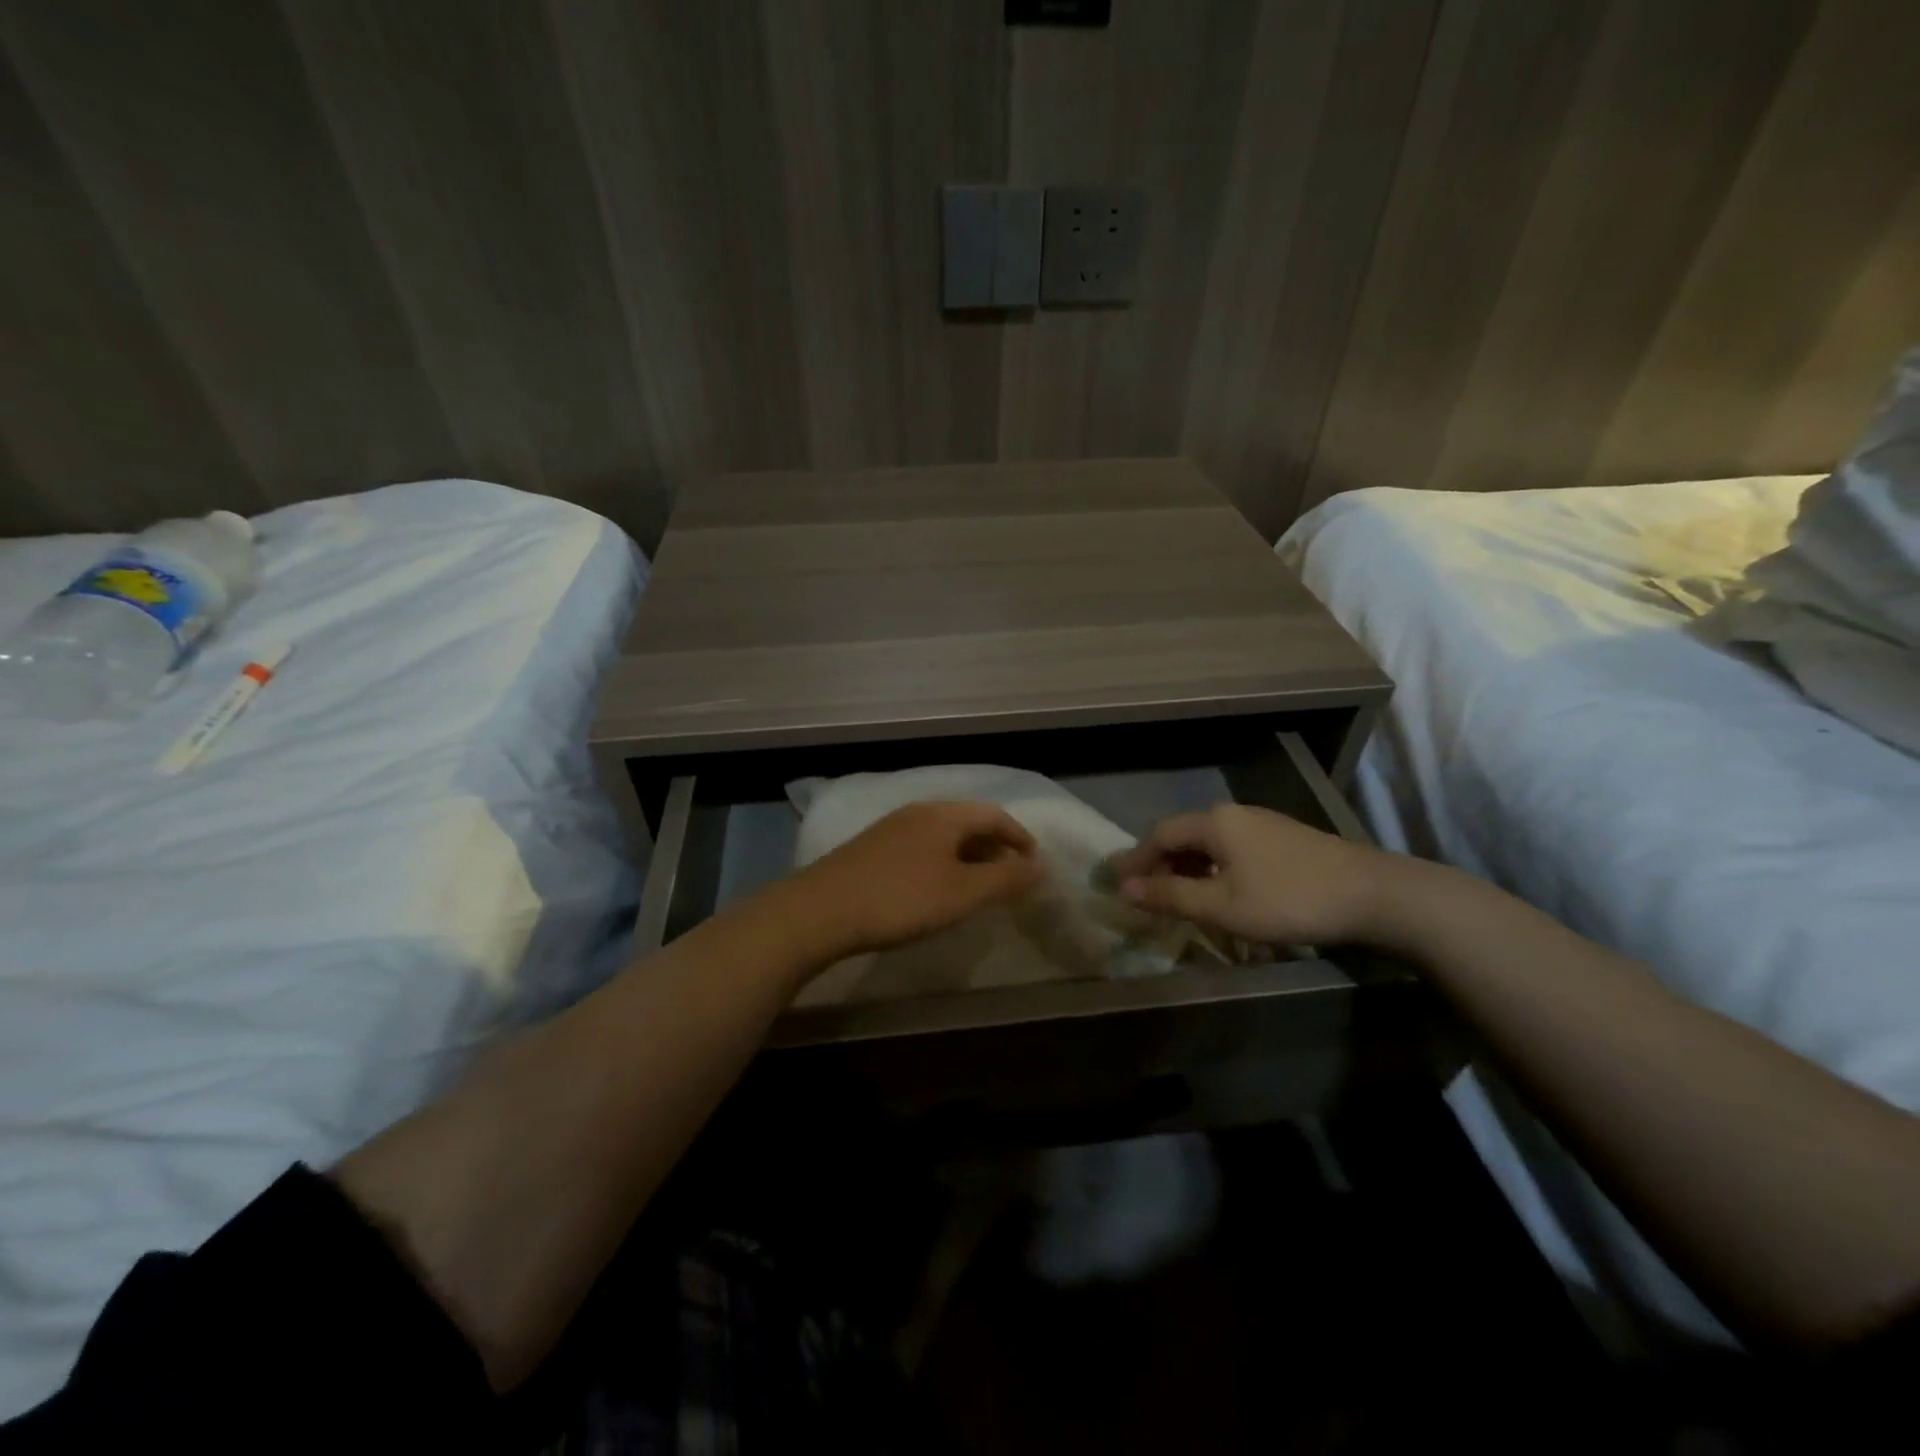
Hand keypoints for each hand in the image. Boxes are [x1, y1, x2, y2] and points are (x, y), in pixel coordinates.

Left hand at [782, 800, 1044, 960]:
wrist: (820, 911)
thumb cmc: (900, 899)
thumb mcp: (962, 893)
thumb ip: (1005, 879)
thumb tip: (1041, 866)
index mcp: (944, 815)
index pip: (994, 815)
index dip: (1019, 838)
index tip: (1034, 865)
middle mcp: (918, 811)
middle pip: (967, 821)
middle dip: (994, 846)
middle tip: (1010, 877)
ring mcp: (890, 828)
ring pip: (942, 834)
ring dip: (968, 855)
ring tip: (977, 885)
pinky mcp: (871, 847)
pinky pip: (921, 846)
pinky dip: (942, 861)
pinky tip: (935, 887)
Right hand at [1108, 802, 1395, 946]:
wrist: (1372, 894)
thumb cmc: (1288, 899)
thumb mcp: (1222, 906)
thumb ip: (1170, 896)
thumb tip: (1123, 889)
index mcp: (1214, 822)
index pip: (1159, 835)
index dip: (1136, 861)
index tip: (1119, 886)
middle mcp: (1234, 813)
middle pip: (1183, 835)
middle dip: (1160, 864)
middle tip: (1147, 896)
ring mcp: (1261, 823)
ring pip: (1209, 842)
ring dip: (1187, 868)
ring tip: (1180, 898)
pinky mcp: (1282, 838)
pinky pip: (1231, 847)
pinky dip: (1213, 868)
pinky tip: (1221, 891)